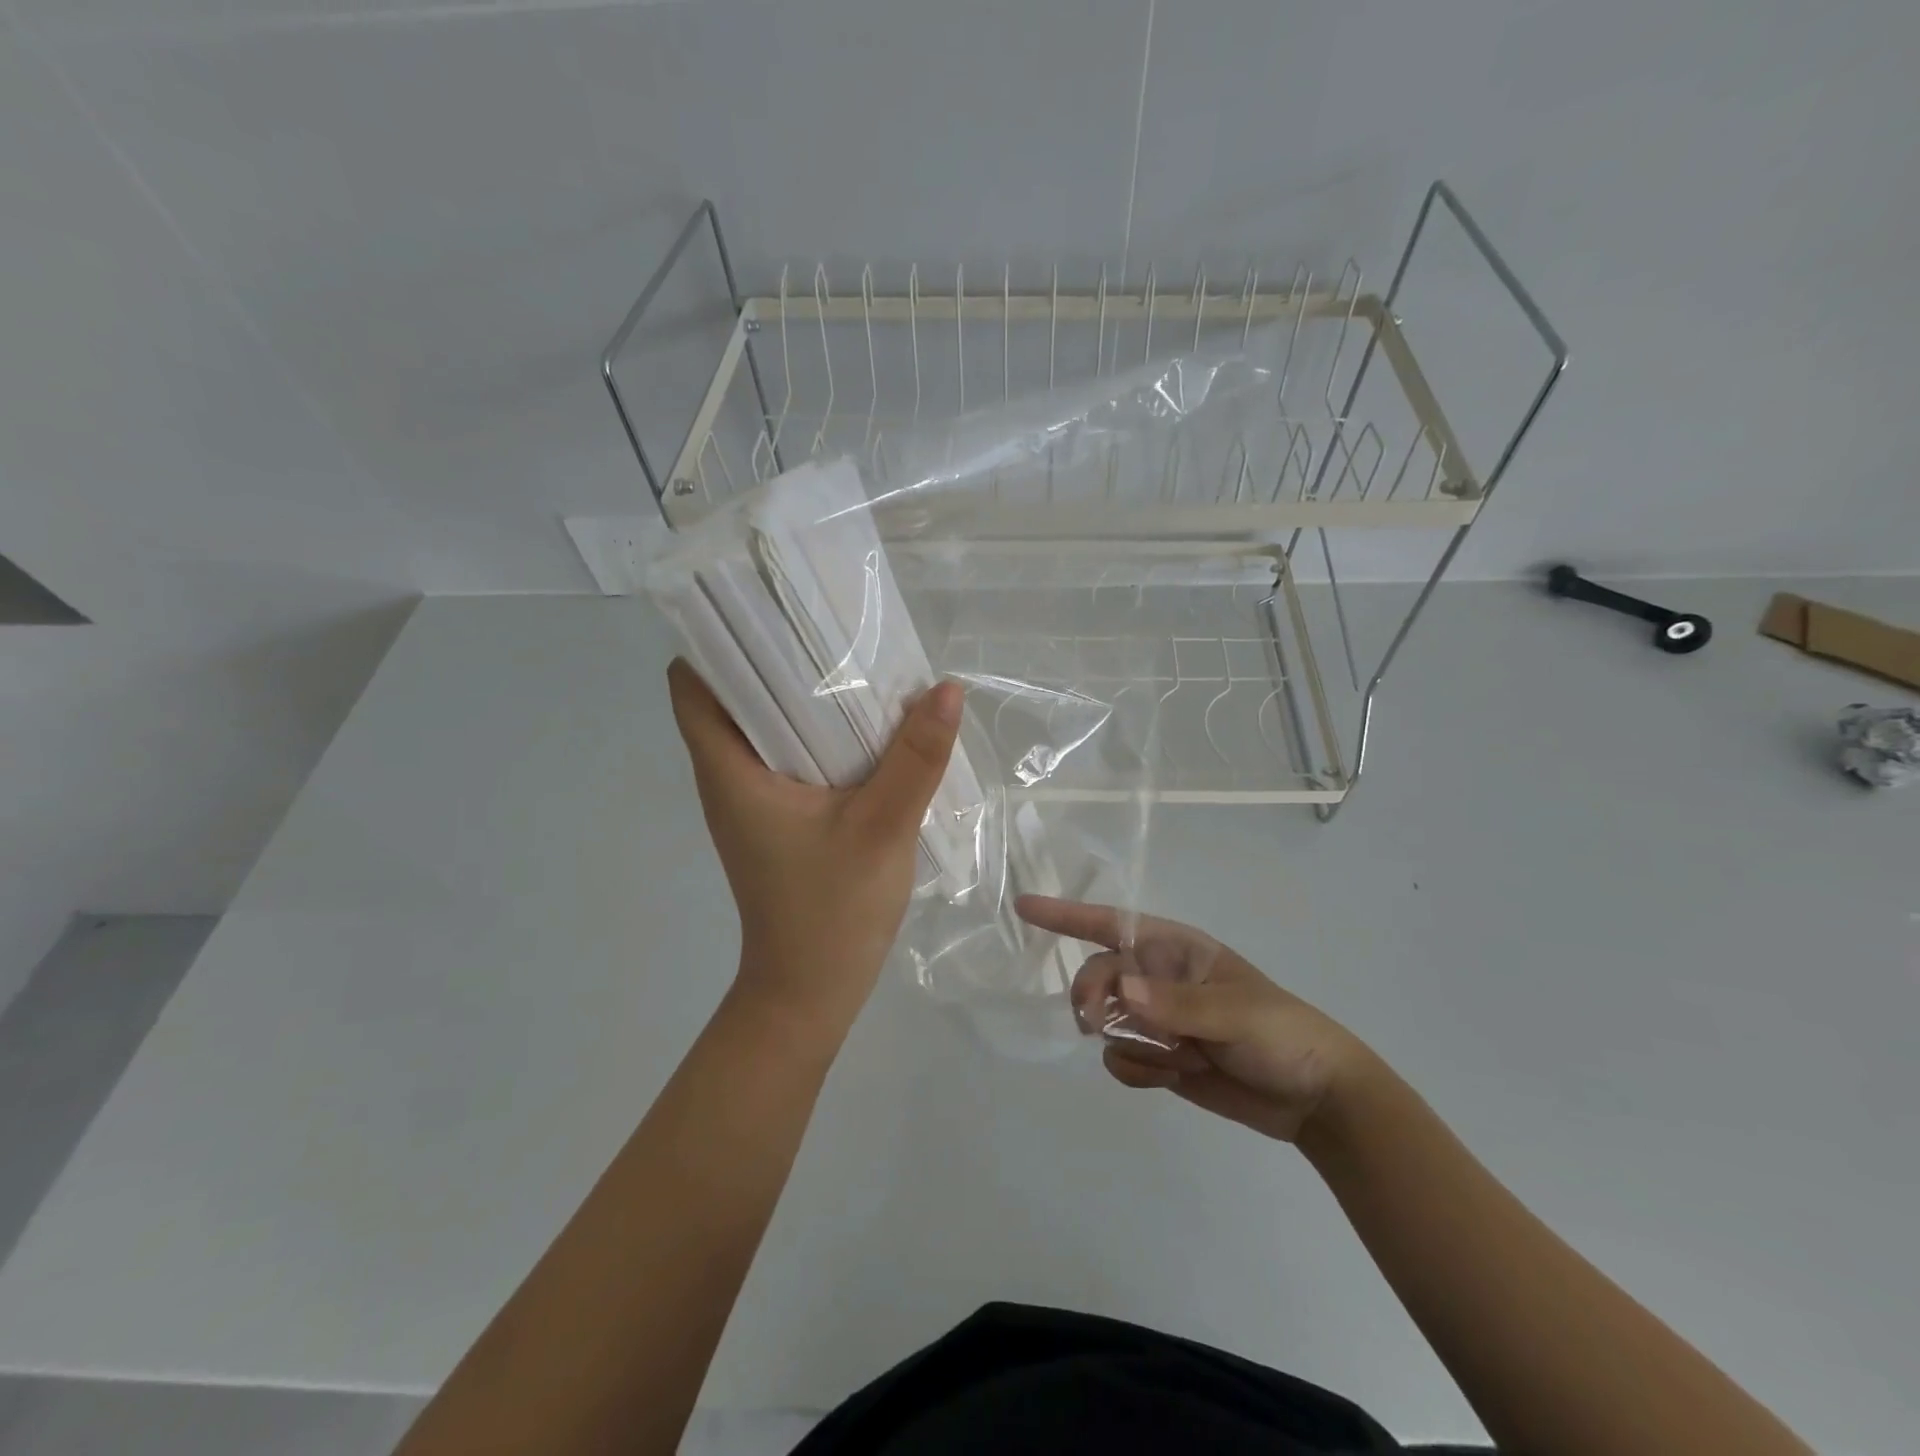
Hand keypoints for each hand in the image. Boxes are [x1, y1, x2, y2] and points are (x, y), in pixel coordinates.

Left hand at [669, 659, 962, 1036]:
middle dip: (776, 657)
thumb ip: (916, 759)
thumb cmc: (832, 912)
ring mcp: (752, 798)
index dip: (721, 640)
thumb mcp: (882, 829)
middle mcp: (729, 776)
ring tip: (855, 664)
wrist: (812, 991)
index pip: (694, 684)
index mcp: (730, 770)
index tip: (773, 611)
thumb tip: (946, 689)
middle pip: (733, 694)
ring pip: (765, 724)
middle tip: (831, 626)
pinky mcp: (777, 816)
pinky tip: (866, 727)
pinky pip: (789, 754)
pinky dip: (817, 731)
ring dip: (802, 695)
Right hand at [1016, 896, 1381, 1142]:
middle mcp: (1159, 979)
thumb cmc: (1281, 1034)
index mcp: (1176, 950)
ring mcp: (1158, 1020)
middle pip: (1099, 976)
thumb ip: (1176, 1003)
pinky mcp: (1160, 1059)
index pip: (1110, 924)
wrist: (1316, 1098)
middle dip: (1093, 998)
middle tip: (1096, 1023)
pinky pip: (1121, 1059)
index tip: (1025, 907)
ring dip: (1127, 1041)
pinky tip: (1172, 1078)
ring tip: (1174, 1057)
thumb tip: (1121, 990)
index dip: (1066, 915)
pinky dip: (1136, 1071)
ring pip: (1107, 1021)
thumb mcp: (1235, 1012)